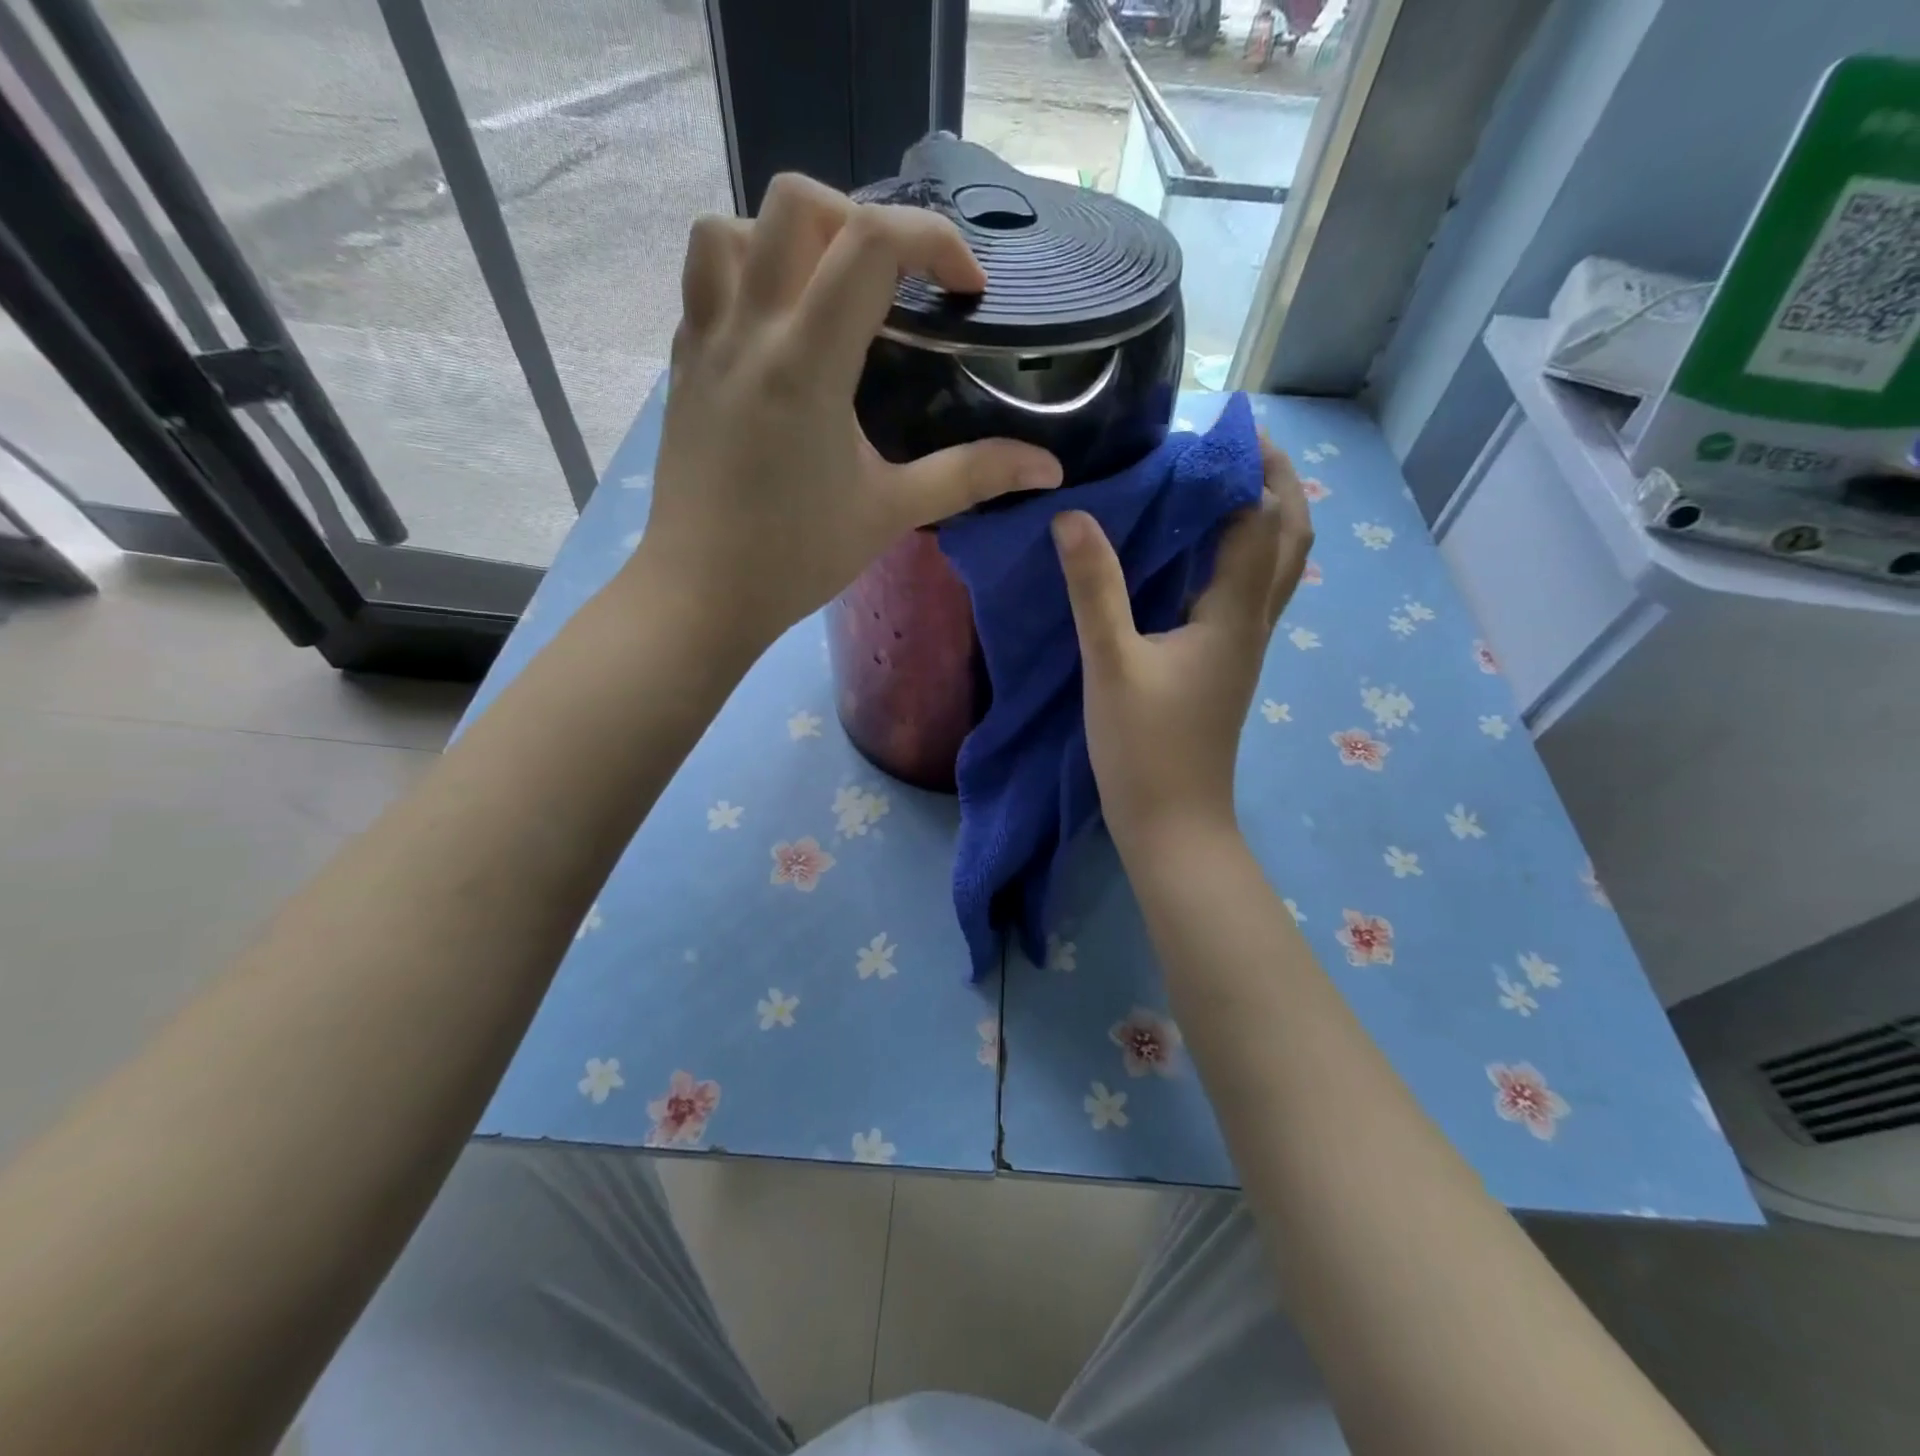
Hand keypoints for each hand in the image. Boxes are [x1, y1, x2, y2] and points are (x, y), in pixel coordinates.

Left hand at [635, 173, 1062, 651]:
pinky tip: (780, 332)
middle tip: (893, 287)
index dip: (933, 241)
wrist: (702, 594)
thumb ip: (971, 476)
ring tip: (825, 293)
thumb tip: (1048, 468)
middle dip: (861, 220)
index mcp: (806, 363)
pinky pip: (705, 280)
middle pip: (795, 202)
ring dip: (787, 238)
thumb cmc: (797, 558)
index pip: (870, 242)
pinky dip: (747, 275)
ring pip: (729, 227)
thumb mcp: (892, 513)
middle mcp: (748, 330)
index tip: (966, 290)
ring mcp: (703, 342)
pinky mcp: (682, 365)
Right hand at [1053, 436, 1311, 850]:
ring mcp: (1244, 649)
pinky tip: (1196, 556)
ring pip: (1273, 569)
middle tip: (1236, 447)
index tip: (1225, 425)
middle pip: (1289, 540)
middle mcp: (1253, 624)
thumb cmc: (1145, 748)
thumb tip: (1073, 517)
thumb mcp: (1111, 664)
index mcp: (1234, 615)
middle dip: (1275, 484)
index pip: (1262, 521)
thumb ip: (1094, 589)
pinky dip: (1237, 558)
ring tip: (1218, 486)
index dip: (1252, 468)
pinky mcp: (1225, 668)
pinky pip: (1247, 595)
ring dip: (1262, 519)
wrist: (1173, 824)